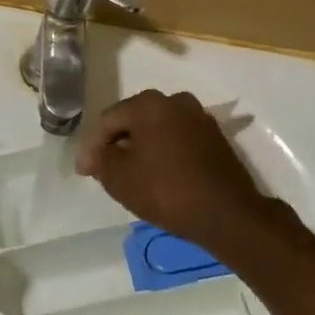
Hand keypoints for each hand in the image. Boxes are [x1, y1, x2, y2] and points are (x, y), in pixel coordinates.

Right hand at [77, 90, 278, 252]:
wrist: (228, 214)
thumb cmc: (167, 190)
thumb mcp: (120, 179)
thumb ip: (101, 160)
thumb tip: (95, 154)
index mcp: (148, 103)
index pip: (109, 120)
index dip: (94, 147)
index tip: (86, 172)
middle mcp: (175, 101)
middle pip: (134, 120)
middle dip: (119, 144)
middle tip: (108, 171)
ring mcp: (199, 117)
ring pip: (158, 130)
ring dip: (143, 148)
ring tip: (134, 174)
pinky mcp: (216, 137)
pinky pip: (179, 140)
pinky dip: (166, 153)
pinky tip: (161, 175)